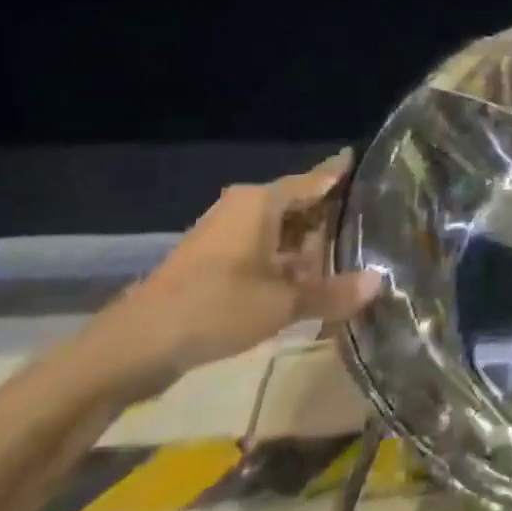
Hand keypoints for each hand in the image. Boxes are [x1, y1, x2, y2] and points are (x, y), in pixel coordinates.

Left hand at [80, 151, 382, 396]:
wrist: (131, 348)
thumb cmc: (214, 308)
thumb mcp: (282, 303)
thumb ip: (333, 292)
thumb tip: (379, 282)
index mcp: (261, 202)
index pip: (316, 178)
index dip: (343, 172)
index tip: (370, 162)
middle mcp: (244, 208)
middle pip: (300, 203)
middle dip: (332, 215)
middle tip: (375, 220)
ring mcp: (225, 234)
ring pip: (281, 229)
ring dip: (309, 243)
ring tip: (350, 252)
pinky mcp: (213, 261)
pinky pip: (263, 248)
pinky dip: (287, 259)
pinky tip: (309, 279)